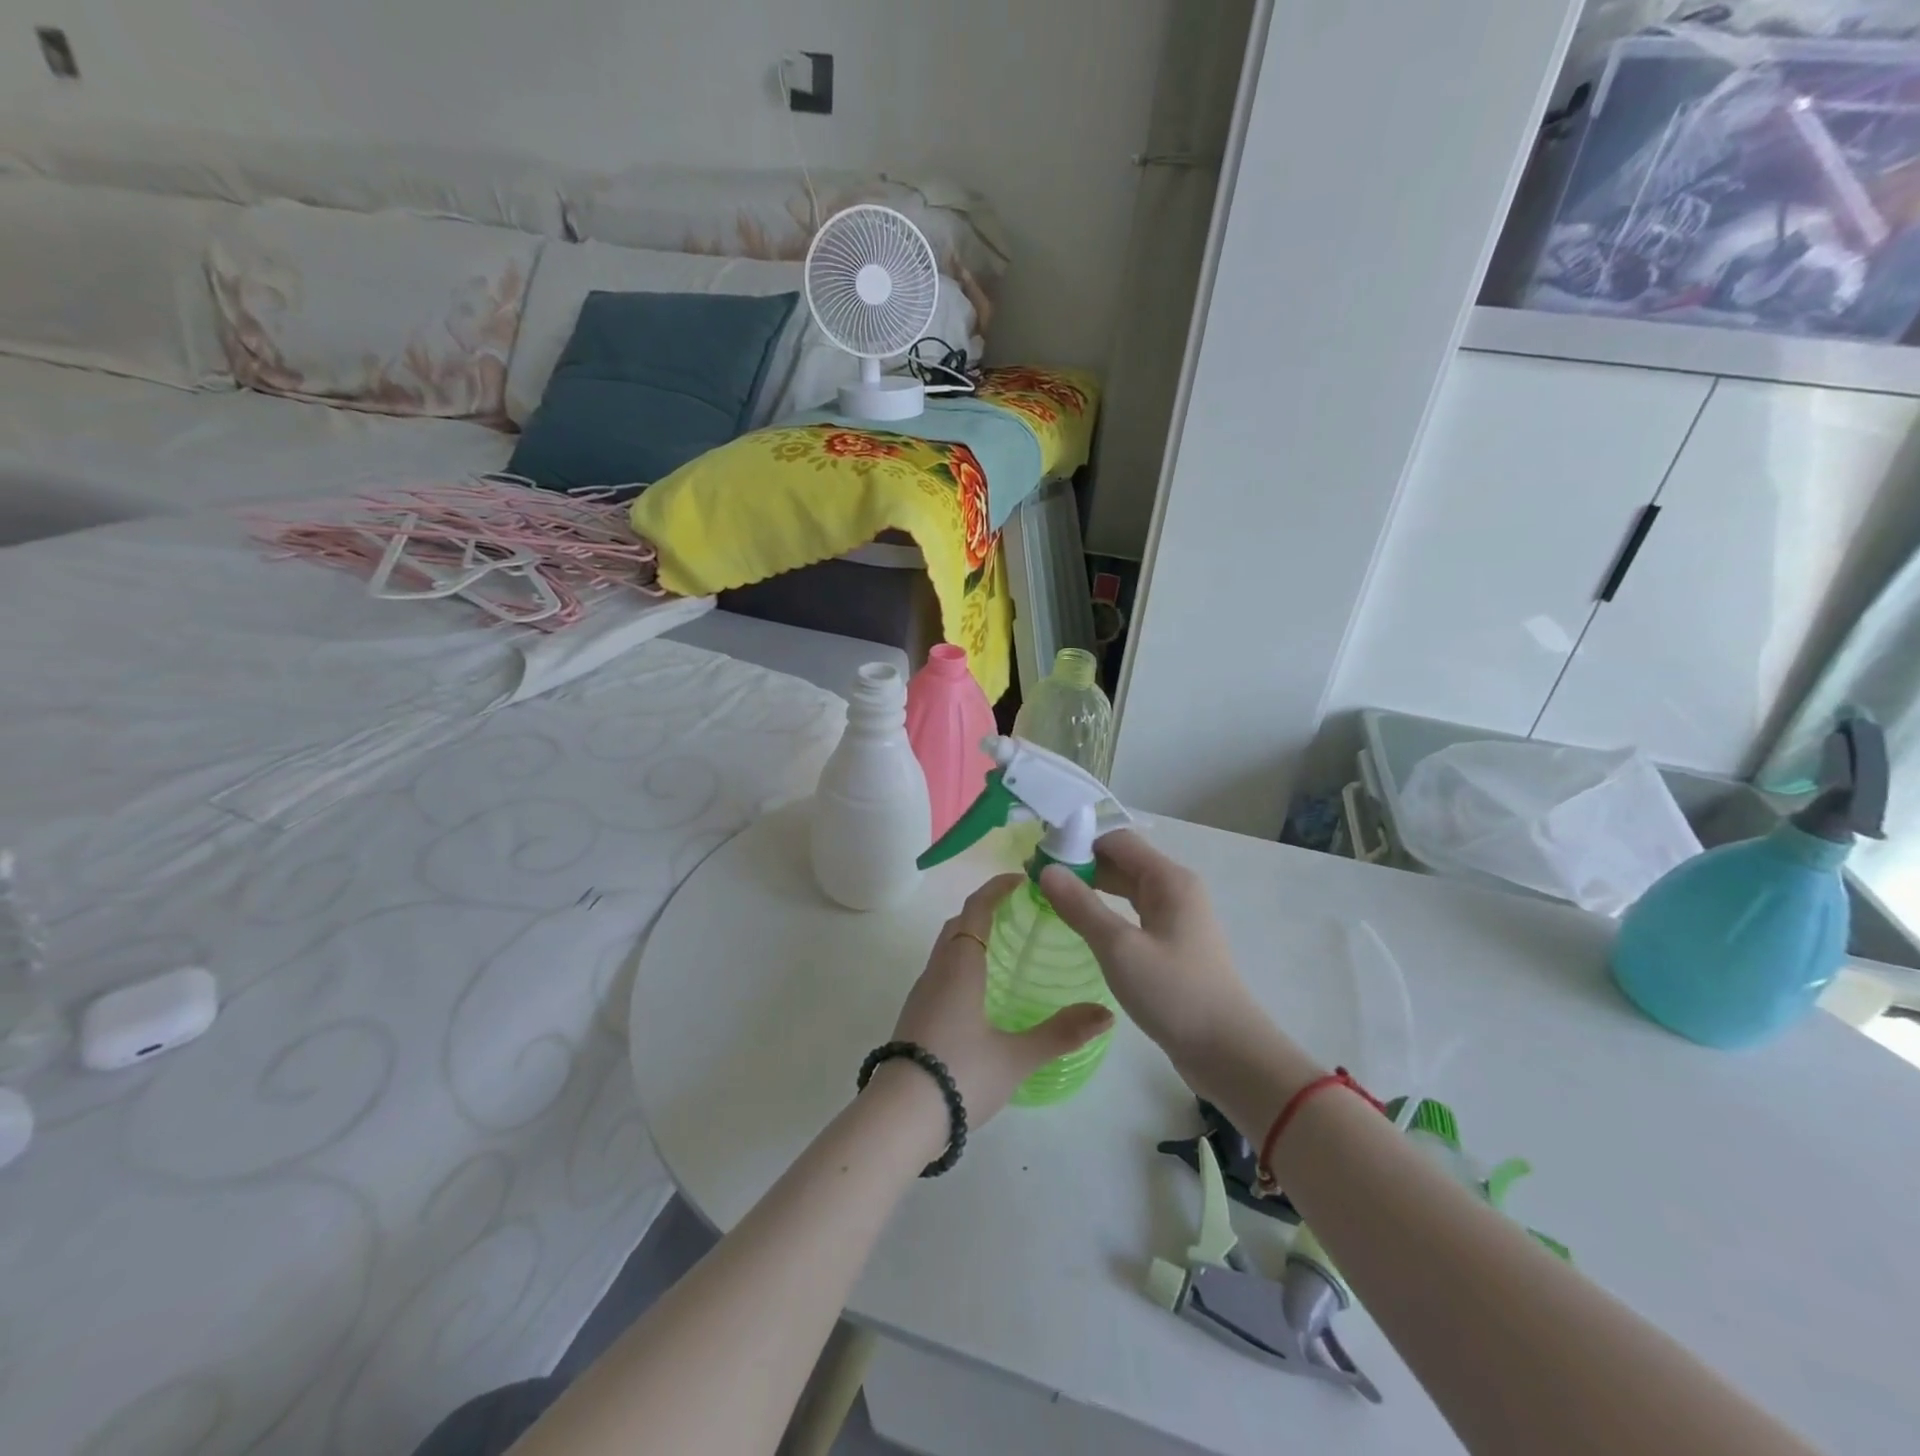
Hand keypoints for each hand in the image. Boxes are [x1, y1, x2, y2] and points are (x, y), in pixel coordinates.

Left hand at [886, 873, 1113, 1128]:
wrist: (899, 1117)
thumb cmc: (960, 1075)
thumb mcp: (1016, 1057)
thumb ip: (1061, 1033)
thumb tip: (1106, 1014)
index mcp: (960, 966)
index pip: (976, 909)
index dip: (996, 889)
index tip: (1021, 879)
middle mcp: (937, 970)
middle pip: (958, 924)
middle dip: (984, 909)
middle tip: (1018, 911)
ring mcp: (921, 993)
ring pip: (945, 948)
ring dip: (970, 935)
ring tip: (1004, 947)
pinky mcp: (914, 1015)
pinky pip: (940, 970)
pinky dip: (960, 961)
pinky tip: (980, 990)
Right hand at [1037, 831, 1269, 1075]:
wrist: (1227, 1052)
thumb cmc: (1174, 994)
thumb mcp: (1119, 948)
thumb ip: (1081, 906)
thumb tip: (1047, 870)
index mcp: (1169, 879)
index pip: (1116, 840)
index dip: (1077, 842)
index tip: (1039, 857)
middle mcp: (1175, 888)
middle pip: (1121, 860)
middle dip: (1080, 864)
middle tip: (1036, 878)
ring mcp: (1175, 916)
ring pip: (1125, 887)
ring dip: (1090, 887)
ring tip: (1050, 896)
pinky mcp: (1172, 942)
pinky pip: (1132, 912)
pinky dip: (1105, 910)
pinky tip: (1082, 923)